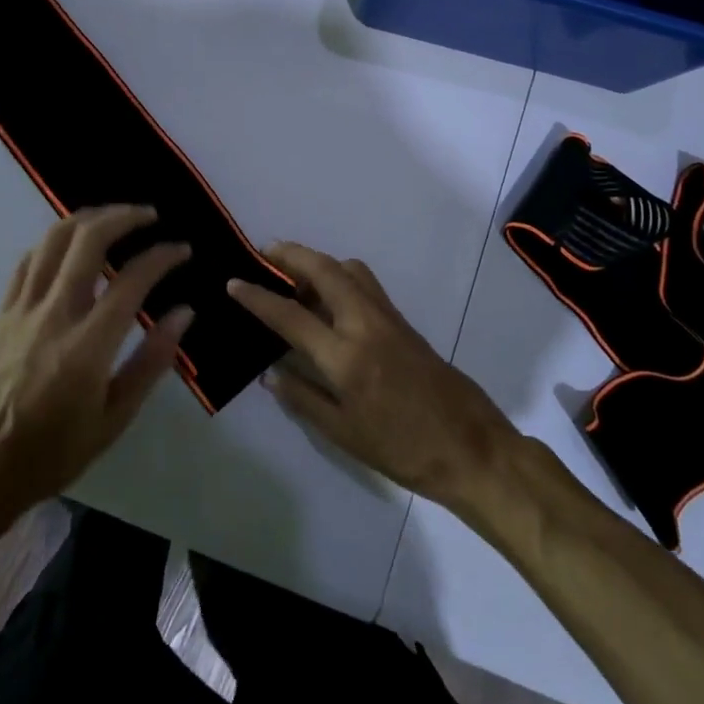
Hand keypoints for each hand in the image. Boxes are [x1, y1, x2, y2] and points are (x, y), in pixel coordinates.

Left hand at [0, 206, 191, 528]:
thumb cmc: (55, 452)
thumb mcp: (115, 419)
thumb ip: (152, 361)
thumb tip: (184, 312)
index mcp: (87, 346)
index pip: (132, 281)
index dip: (162, 257)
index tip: (182, 250)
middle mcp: (53, 315)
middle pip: (88, 240)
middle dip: (124, 217)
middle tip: (149, 216)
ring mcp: (22, 310)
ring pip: (53, 240)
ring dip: (88, 219)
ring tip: (113, 218)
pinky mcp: (2, 313)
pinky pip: (28, 261)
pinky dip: (55, 242)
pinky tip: (71, 245)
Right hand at [228, 242, 518, 509]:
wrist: (470, 447)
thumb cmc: (402, 449)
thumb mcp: (344, 434)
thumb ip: (303, 398)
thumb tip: (270, 373)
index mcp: (345, 356)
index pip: (291, 315)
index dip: (258, 296)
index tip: (233, 282)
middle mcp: (365, 324)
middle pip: (324, 270)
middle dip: (290, 254)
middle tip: (263, 254)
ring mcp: (388, 317)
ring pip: (348, 269)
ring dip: (317, 261)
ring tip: (293, 277)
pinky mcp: (403, 321)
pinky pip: (364, 284)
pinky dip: (339, 276)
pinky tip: (328, 301)